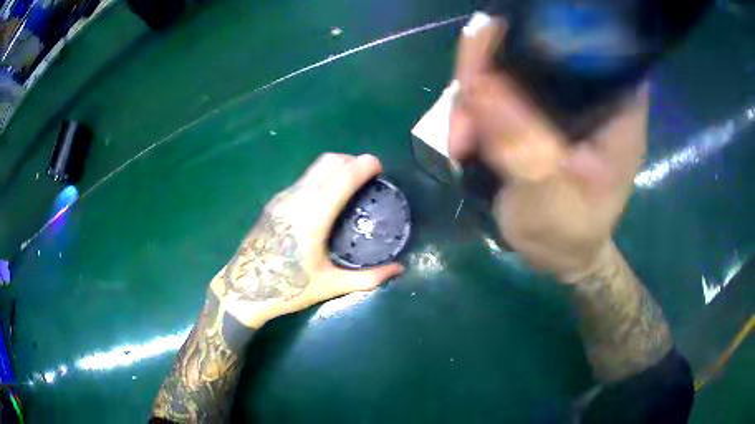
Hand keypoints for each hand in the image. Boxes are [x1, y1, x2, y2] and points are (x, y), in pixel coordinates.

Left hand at [209, 153, 403, 327]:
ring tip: (351, 183)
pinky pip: (303, 179)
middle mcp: (295, 200)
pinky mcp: (273, 203)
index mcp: (311, 219)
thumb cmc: (287, 290)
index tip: (379, 167)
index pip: (341, 178)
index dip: (363, 166)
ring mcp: (281, 199)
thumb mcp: (330, 286)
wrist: (243, 291)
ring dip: (336, 166)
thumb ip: (368, 278)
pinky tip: (328, 197)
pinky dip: (322, 177)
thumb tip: (398, 269)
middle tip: (369, 174)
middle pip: (327, 162)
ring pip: (313, 168)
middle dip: (352, 160)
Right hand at [449, 16, 648, 281]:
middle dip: (491, 67)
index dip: (542, 31)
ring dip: (476, 94)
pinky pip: (499, 89)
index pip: (588, 44)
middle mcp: (593, 94)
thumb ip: (521, 141)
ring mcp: (563, 100)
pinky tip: (466, 136)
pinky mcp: (539, 110)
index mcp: (618, 111)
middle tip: (466, 105)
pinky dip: (477, 107)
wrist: (561, 254)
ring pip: (510, 67)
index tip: (495, 42)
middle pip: (538, 48)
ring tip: (461, 137)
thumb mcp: (549, 196)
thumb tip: (477, 83)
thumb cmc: (568, 234)